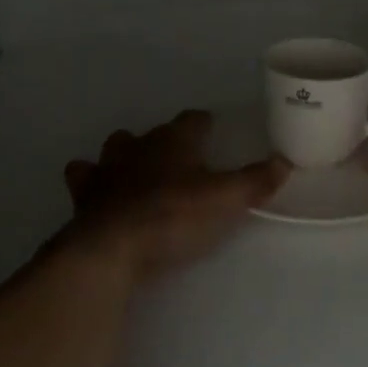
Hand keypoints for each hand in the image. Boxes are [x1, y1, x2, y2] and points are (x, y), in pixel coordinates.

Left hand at [64, 110, 287, 282]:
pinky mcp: (84, 195)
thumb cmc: (173, 216)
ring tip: (136, 172)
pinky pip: (83, 178)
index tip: (211, 128)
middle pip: (152, 133)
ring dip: (125, 155)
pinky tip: (100, 194)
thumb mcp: (225, 201)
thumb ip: (255, 181)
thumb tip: (284, 162)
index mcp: (173, 141)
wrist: (112, 247)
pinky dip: (92, 182)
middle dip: (164, 141)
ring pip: (114, 148)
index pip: (192, 120)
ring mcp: (106, 168)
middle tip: (179, 160)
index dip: (203, 123)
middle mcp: (138, 146)